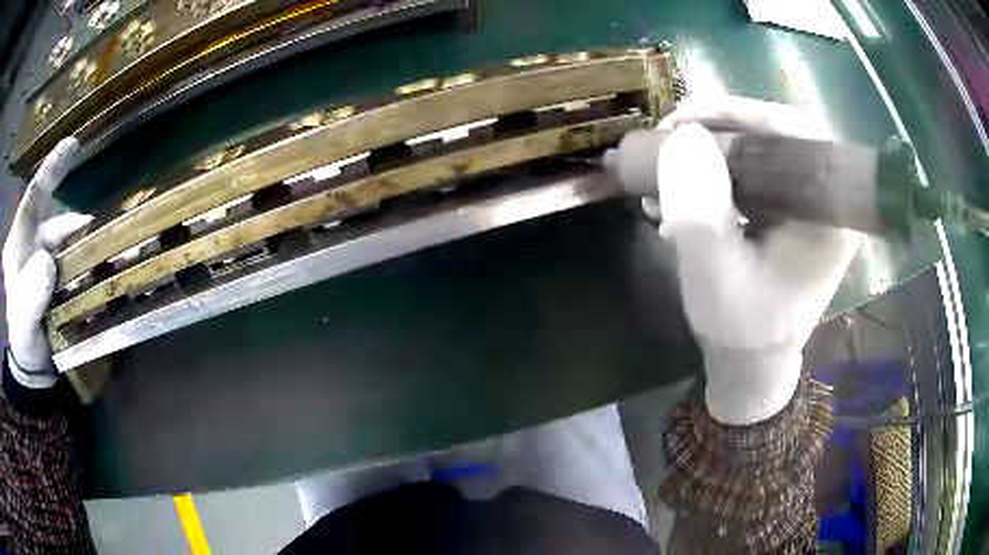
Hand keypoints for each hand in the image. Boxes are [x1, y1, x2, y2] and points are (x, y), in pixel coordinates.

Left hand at [3, 138, 91, 387]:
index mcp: (19, 245)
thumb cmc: (22, 341)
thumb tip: (47, 263)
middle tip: (108, 234)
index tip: (72, 147)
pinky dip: (95, 270)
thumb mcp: (21, 322)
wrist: (35, 371)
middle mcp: (35, 245)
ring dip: (94, 251)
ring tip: (120, 257)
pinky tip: (111, 274)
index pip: (32, 200)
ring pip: (73, 248)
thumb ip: (29, 296)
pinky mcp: (62, 280)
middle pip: (58, 227)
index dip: (50, 171)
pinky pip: (80, 268)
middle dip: (81, 229)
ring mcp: (49, 262)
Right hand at [656, 96, 858, 424]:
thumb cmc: (740, 330)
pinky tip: (679, 186)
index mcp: (829, 214)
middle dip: (714, 130)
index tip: (682, 123)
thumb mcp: (713, 278)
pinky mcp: (789, 208)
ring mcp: (807, 201)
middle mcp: (826, 199)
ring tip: (662, 167)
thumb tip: (681, 136)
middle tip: (665, 140)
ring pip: (757, 147)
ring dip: (706, 149)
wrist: (750, 361)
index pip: (792, 133)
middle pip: (772, 134)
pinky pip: (750, 168)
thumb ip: (699, 212)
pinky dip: (711, 168)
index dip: (737, 114)